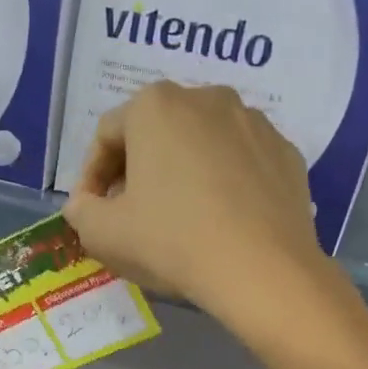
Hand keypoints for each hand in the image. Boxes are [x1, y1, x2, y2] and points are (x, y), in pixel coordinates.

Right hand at [61, 82, 336, 336]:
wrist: (262, 270)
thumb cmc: (172, 242)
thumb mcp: (103, 234)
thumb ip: (81, 212)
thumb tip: (85, 205)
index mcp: (155, 106)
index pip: (106, 135)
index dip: (90, 176)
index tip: (91, 212)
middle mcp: (207, 98)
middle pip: (156, 132)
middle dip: (136, 170)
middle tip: (130, 213)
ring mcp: (254, 122)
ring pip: (201, 144)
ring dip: (181, 173)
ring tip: (179, 217)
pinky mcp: (286, 152)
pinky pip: (240, 162)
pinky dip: (224, 183)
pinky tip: (221, 221)